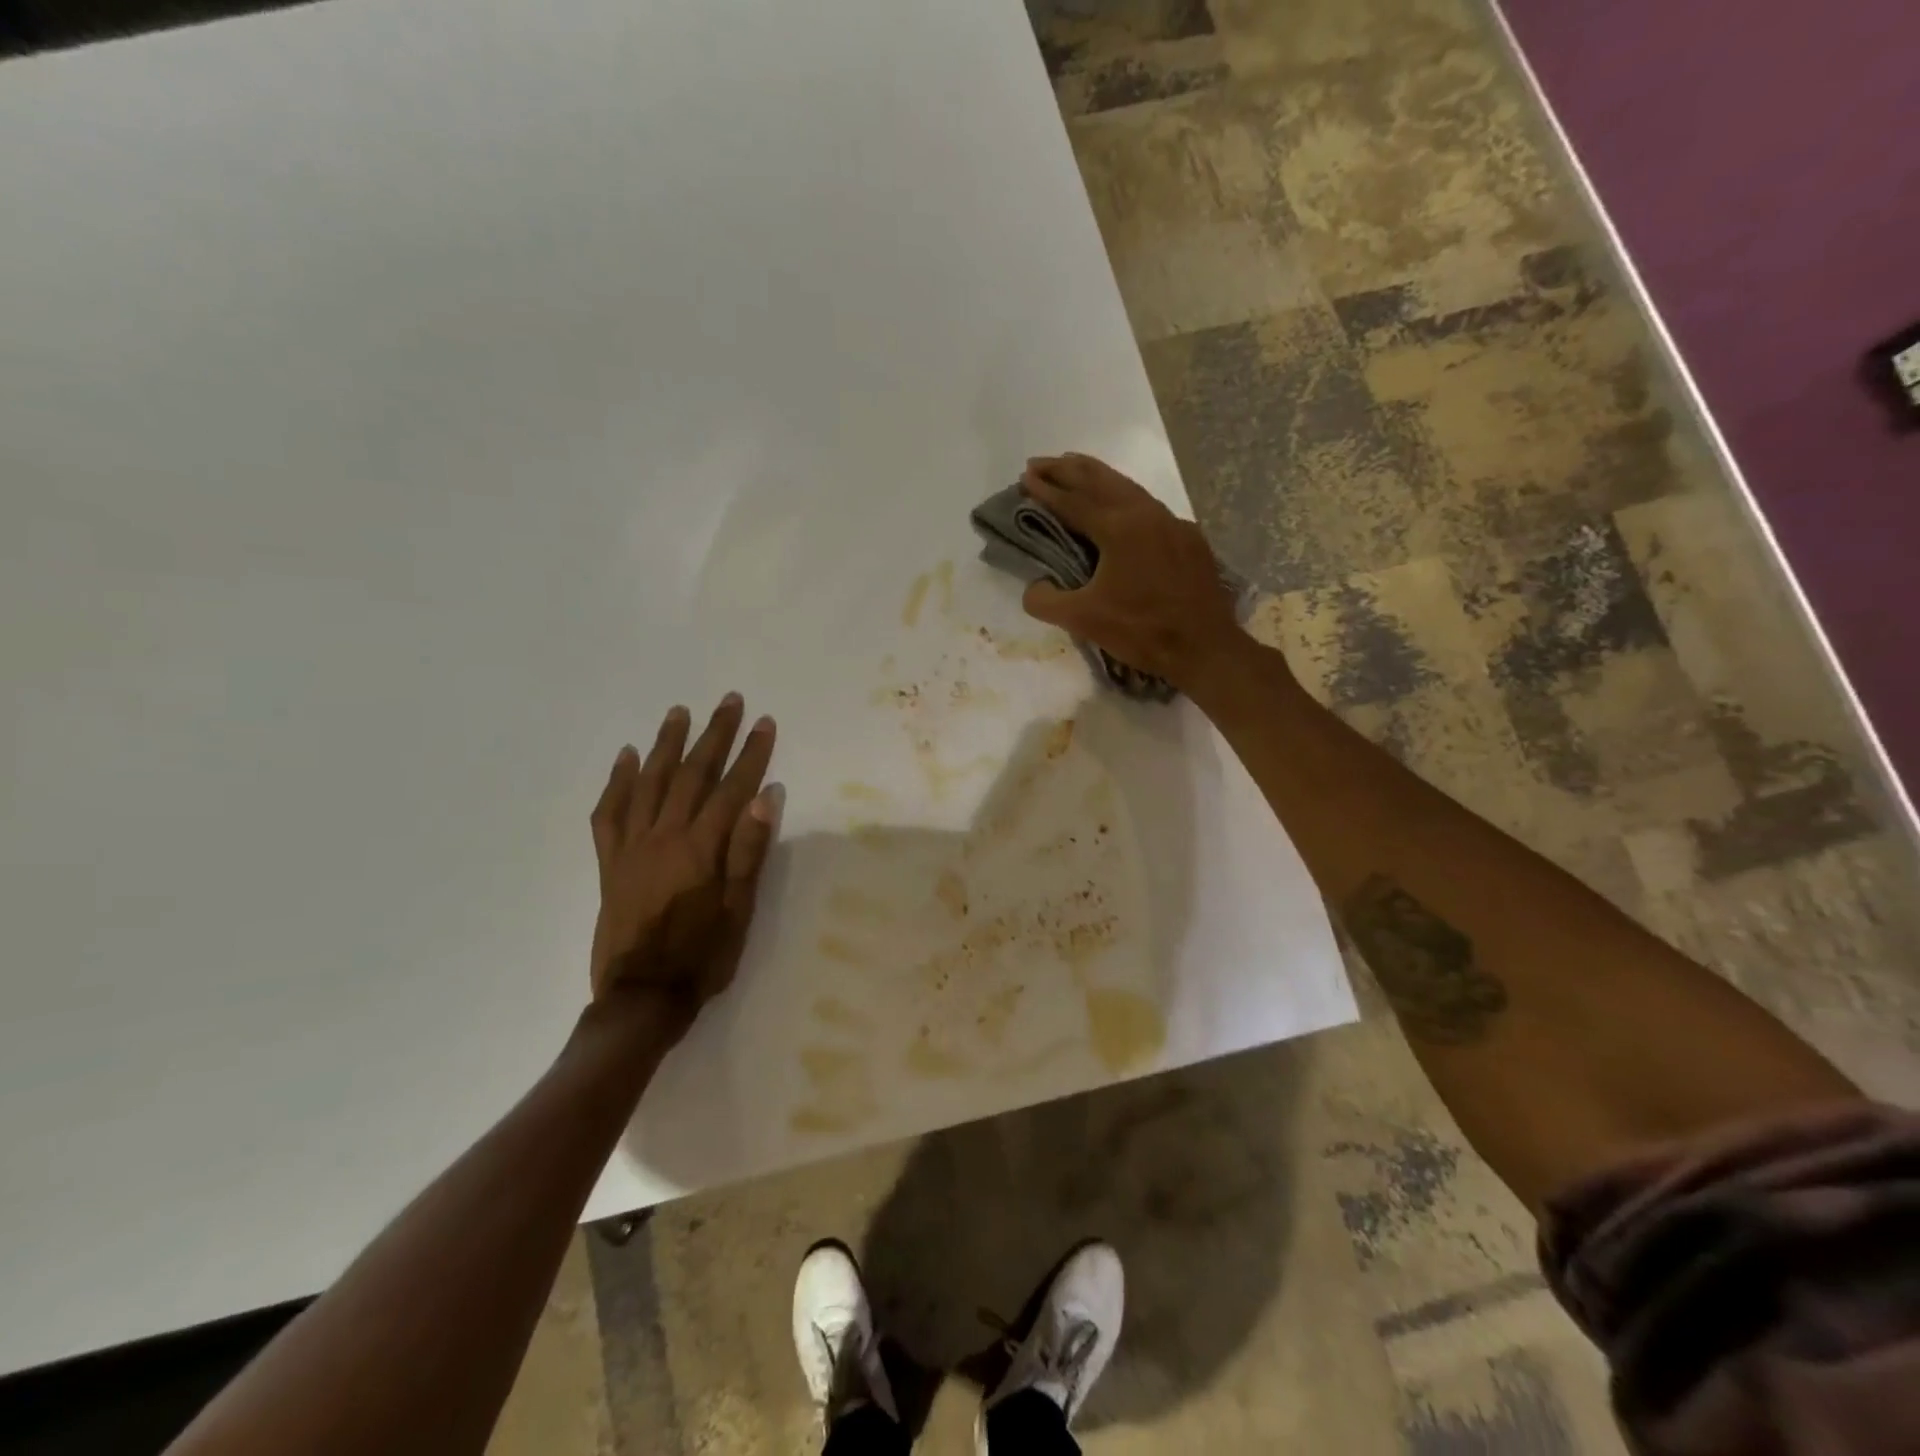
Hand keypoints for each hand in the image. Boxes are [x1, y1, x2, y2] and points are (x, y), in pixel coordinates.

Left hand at [587, 695, 782, 1032]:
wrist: (640, 998)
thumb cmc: (701, 957)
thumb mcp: (739, 910)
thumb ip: (749, 851)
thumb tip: (766, 797)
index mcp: (701, 848)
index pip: (732, 788)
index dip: (751, 754)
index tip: (764, 722)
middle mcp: (664, 836)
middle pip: (691, 774)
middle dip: (713, 735)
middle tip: (728, 701)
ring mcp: (632, 846)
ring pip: (648, 783)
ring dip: (665, 744)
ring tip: (679, 713)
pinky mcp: (610, 862)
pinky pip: (609, 812)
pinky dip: (617, 781)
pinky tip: (625, 757)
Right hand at [1020, 453, 1244, 688]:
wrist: (1205, 647)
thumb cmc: (1141, 630)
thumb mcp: (1083, 620)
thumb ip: (1046, 601)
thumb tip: (1034, 587)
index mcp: (1119, 528)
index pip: (1073, 502)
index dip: (1046, 490)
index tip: (1025, 477)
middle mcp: (1147, 514)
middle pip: (1101, 481)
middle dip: (1068, 469)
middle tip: (1041, 462)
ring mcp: (1173, 524)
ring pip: (1128, 489)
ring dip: (1097, 477)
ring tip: (1075, 469)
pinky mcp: (1190, 540)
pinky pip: (1150, 508)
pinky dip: (1124, 498)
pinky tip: (1121, 507)